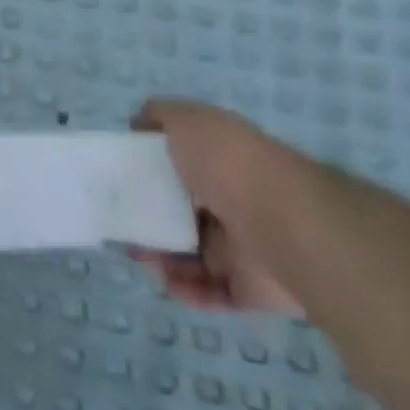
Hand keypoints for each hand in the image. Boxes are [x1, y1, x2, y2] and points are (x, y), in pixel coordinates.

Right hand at [133, 100, 303, 316]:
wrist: (285, 224)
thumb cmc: (229, 164)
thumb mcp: (187, 119)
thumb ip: (159, 116)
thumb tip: (138, 125)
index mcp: (225, 163)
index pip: (185, 166)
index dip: (152, 172)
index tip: (124, 180)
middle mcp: (236, 202)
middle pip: (184, 213)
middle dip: (151, 219)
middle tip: (124, 223)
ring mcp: (245, 247)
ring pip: (193, 255)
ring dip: (162, 257)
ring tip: (140, 256)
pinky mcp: (251, 289)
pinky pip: (211, 293)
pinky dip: (185, 289)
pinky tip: (165, 281)